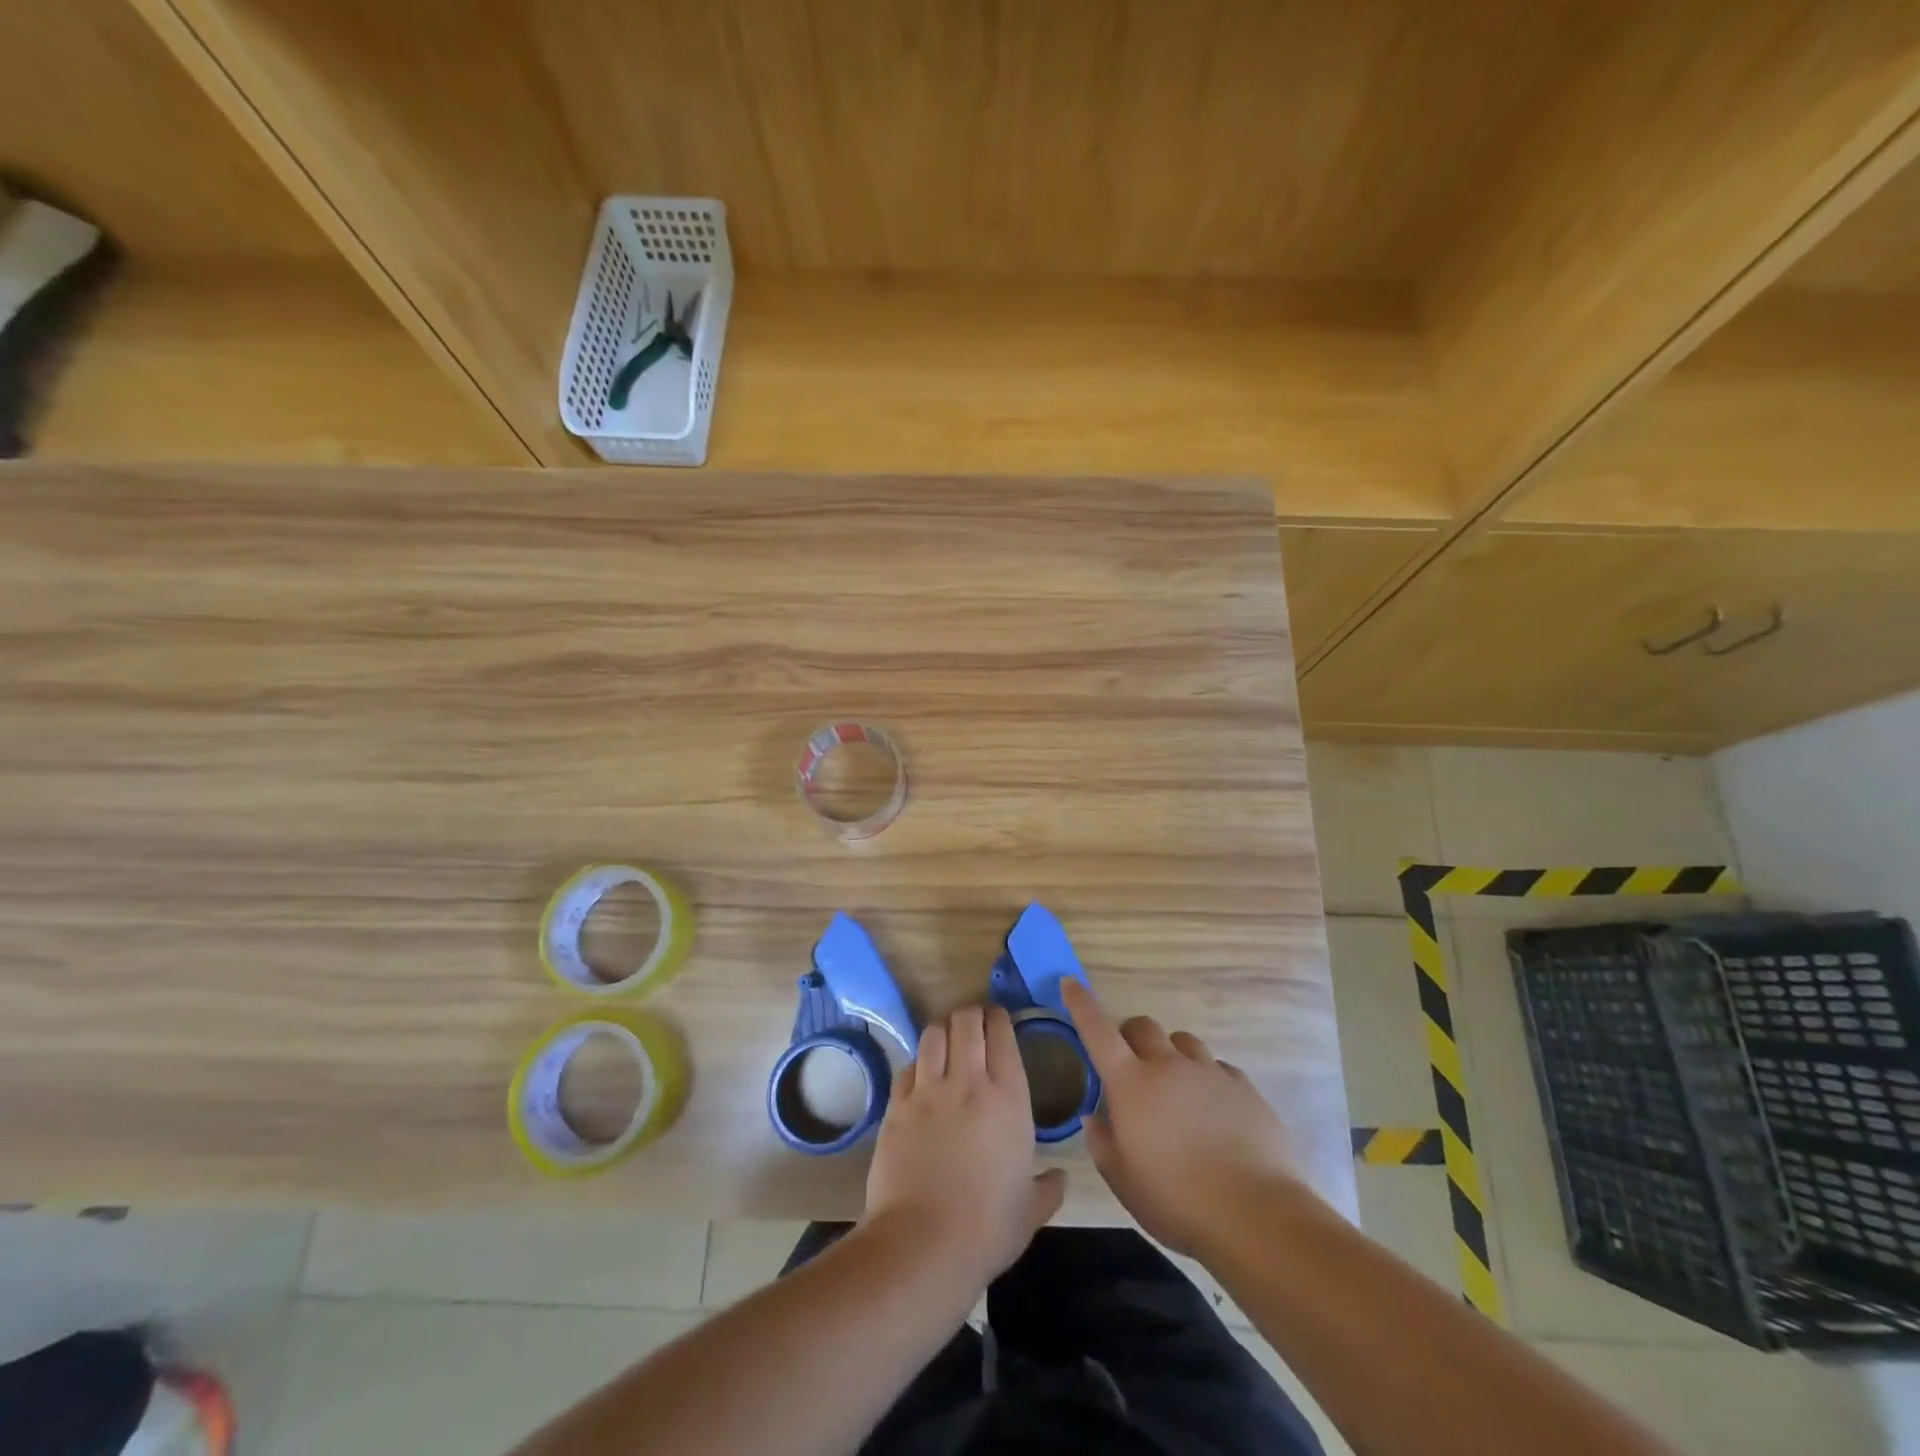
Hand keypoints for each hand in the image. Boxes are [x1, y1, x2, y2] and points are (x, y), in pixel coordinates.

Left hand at [862, 1006, 1065, 1289]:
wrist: (924, 1245)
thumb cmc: (987, 1229)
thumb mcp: (1030, 1211)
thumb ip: (1048, 1188)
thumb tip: (1059, 1178)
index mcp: (1007, 1098)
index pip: (1002, 1035)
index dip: (1000, 1019)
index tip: (1000, 1019)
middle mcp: (968, 1082)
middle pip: (966, 1022)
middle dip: (972, 1016)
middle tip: (974, 1025)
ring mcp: (928, 1091)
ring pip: (934, 1034)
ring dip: (943, 1031)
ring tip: (947, 1041)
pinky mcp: (897, 1106)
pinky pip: (908, 1066)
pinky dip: (918, 1063)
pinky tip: (922, 1075)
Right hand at [1063, 979, 1305, 1255]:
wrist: (1256, 1216)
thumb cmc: (1177, 1201)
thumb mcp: (1124, 1182)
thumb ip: (1103, 1144)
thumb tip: (1095, 1118)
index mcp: (1131, 1084)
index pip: (1097, 1030)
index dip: (1082, 1004)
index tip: (1071, 983)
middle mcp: (1168, 1066)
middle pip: (1143, 1026)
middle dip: (1130, 1036)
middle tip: (1131, 1065)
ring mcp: (1210, 1072)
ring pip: (1183, 1041)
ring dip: (1171, 1055)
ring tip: (1176, 1090)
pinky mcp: (1244, 1087)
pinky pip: (1218, 1068)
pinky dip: (1207, 1080)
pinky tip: (1214, 1112)